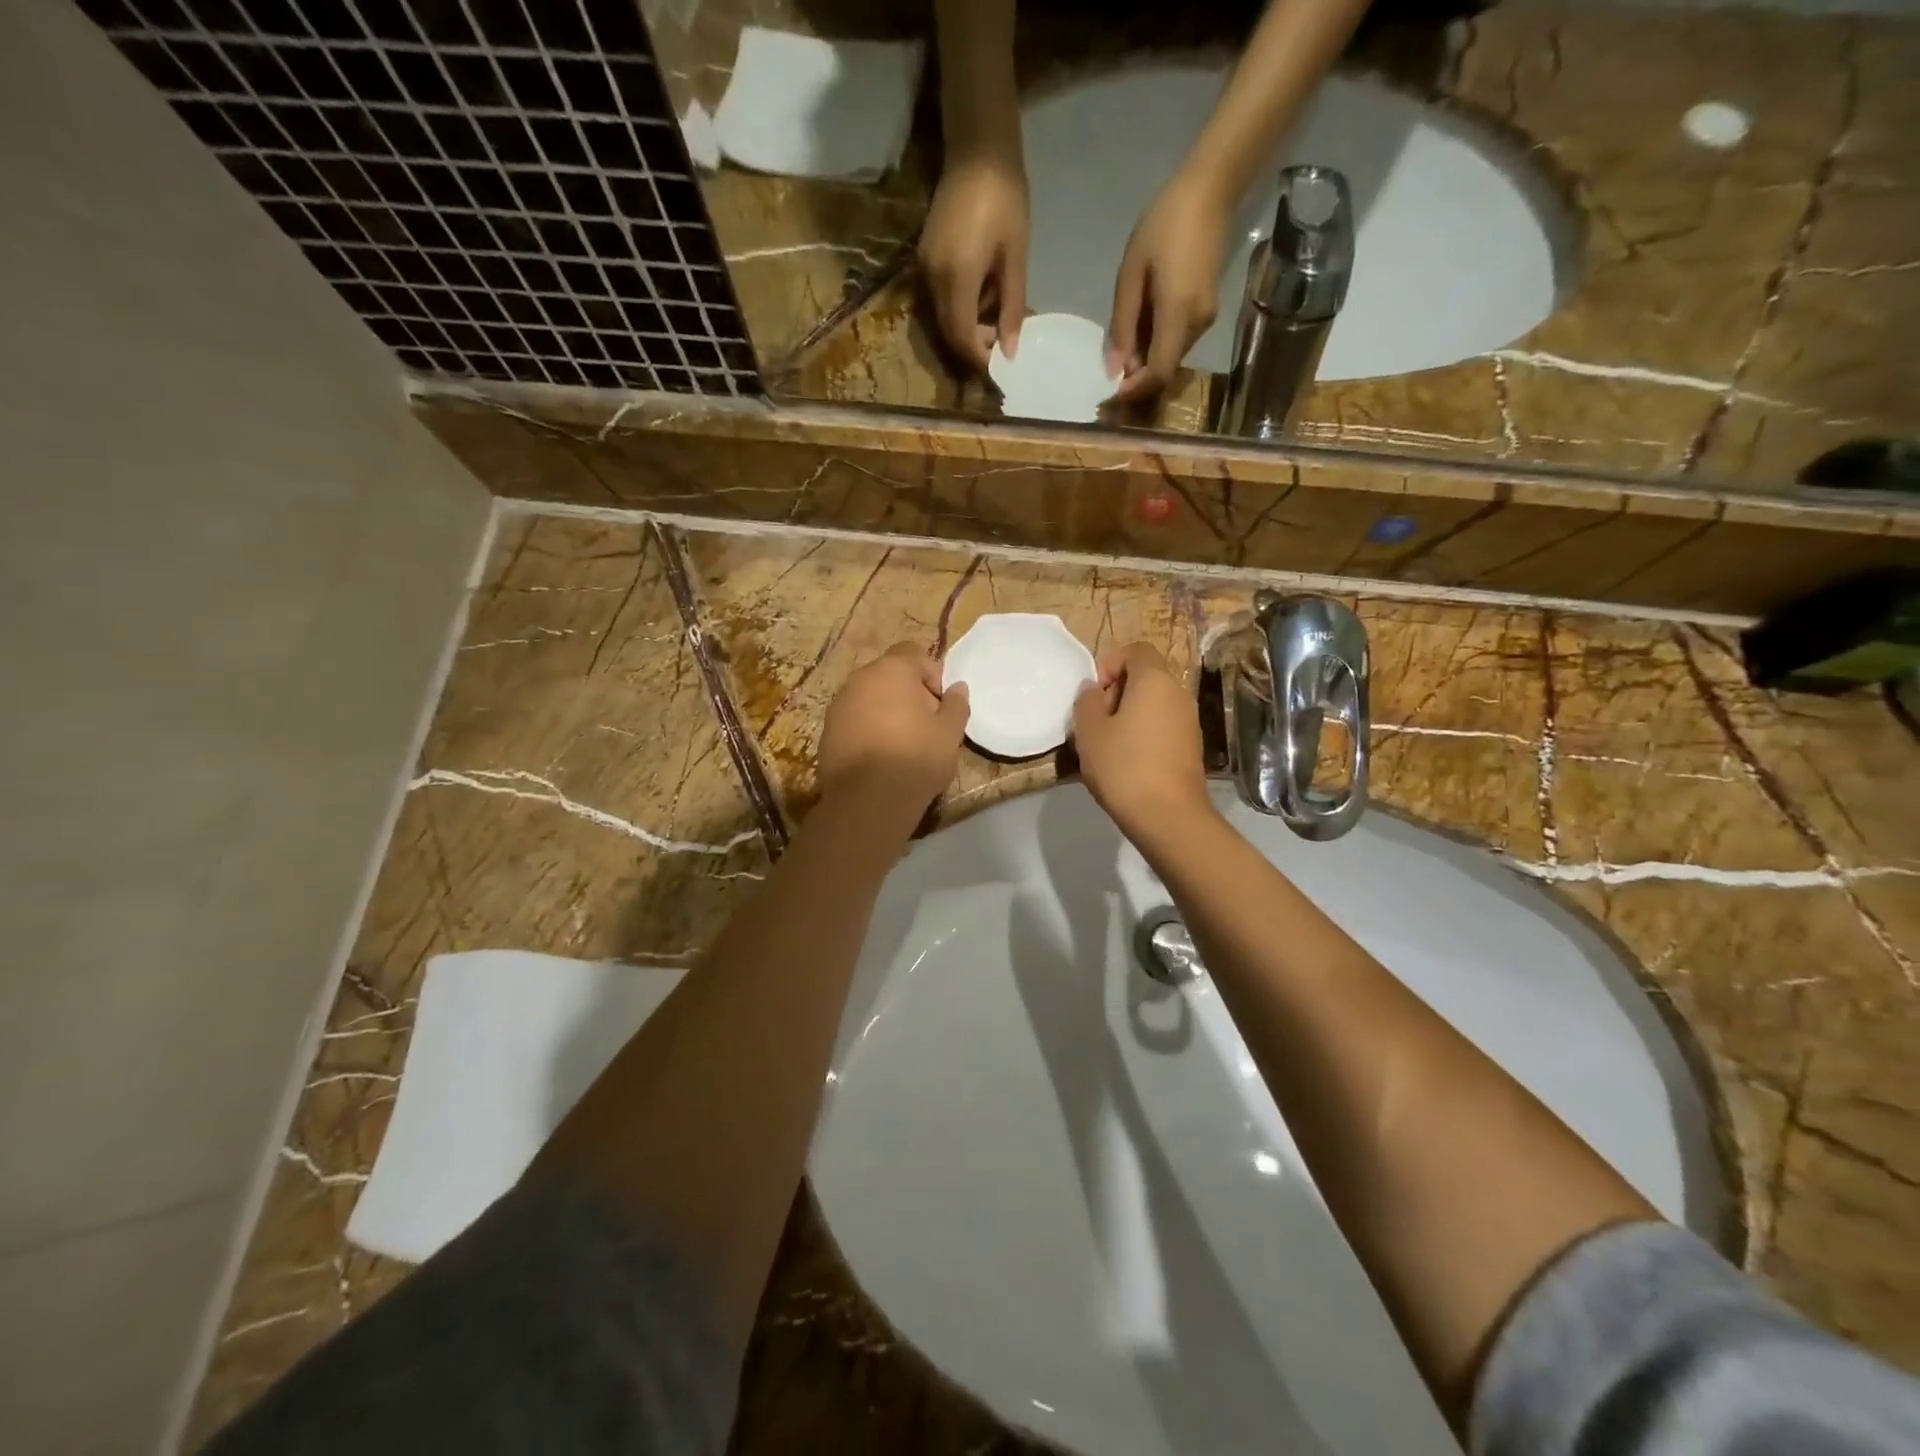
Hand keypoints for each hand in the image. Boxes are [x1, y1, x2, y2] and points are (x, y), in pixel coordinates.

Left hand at [818, 643, 970, 816]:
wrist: (868, 800)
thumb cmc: (916, 758)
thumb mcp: (949, 733)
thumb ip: (956, 705)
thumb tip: (958, 688)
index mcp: (891, 670)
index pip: (913, 653)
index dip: (931, 673)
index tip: (940, 703)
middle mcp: (860, 679)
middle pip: (889, 674)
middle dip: (909, 693)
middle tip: (925, 724)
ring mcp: (838, 704)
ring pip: (869, 697)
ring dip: (886, 711)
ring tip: (902, 743)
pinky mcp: (827, 731)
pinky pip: (854, 719)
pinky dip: (868, 729)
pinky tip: (880, 757)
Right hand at [919, 154, 1029, 372]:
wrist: (977, 149)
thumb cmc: (1006, 199)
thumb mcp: (1015, 258)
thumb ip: (1011, 308)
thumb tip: (1010, 351)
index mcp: (957, 277)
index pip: (962, 336)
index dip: (979, 358)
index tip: (1001, 367)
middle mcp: (933, 278)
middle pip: (949, 332)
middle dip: (973, 347)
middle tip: (1001, 346)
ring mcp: (924, 268)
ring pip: (943, 318)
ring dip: (968, 328)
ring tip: (996, 318)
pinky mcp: (924, 259)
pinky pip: (940, 299)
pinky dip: (961, 309)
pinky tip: (983, 297)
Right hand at [1071, 643, 1214, 846]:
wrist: (1168, 816)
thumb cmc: (1123, 766)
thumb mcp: (1089, 731)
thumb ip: (1087, 701)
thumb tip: (1093, 690)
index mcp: (1154, 680)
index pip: (1136, 650)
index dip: (1110, 663)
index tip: (1094, 694)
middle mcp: (1178, 693)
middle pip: (1145, 677)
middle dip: (1117, 692)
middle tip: (1096, 722)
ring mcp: (1189, 721)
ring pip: (1154, 704)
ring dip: (1129, 716)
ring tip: (1108, 745)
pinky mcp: (1191, 747)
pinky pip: (1162, 726)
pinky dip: (1144, 734)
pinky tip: (1127, 762)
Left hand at [1106, 169, 1231, 401]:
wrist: (1209, 191)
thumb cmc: (1164, 225)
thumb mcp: (1131, 275)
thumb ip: (1122, 325)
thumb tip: (1114, 369)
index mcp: (1178, 314)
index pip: (1159, 372)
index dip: (1135, 390)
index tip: (1111, 393)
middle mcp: (1197, 324)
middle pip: (1164, 368)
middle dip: (1136, 375)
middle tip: (1109, 367)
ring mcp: (1206, 318)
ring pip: (1170, 356)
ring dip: (1145, 358)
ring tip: (1123, 339)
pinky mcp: (1207, 310)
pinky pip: (1177, 340)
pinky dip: (1156, 343)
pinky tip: (1141, 324)